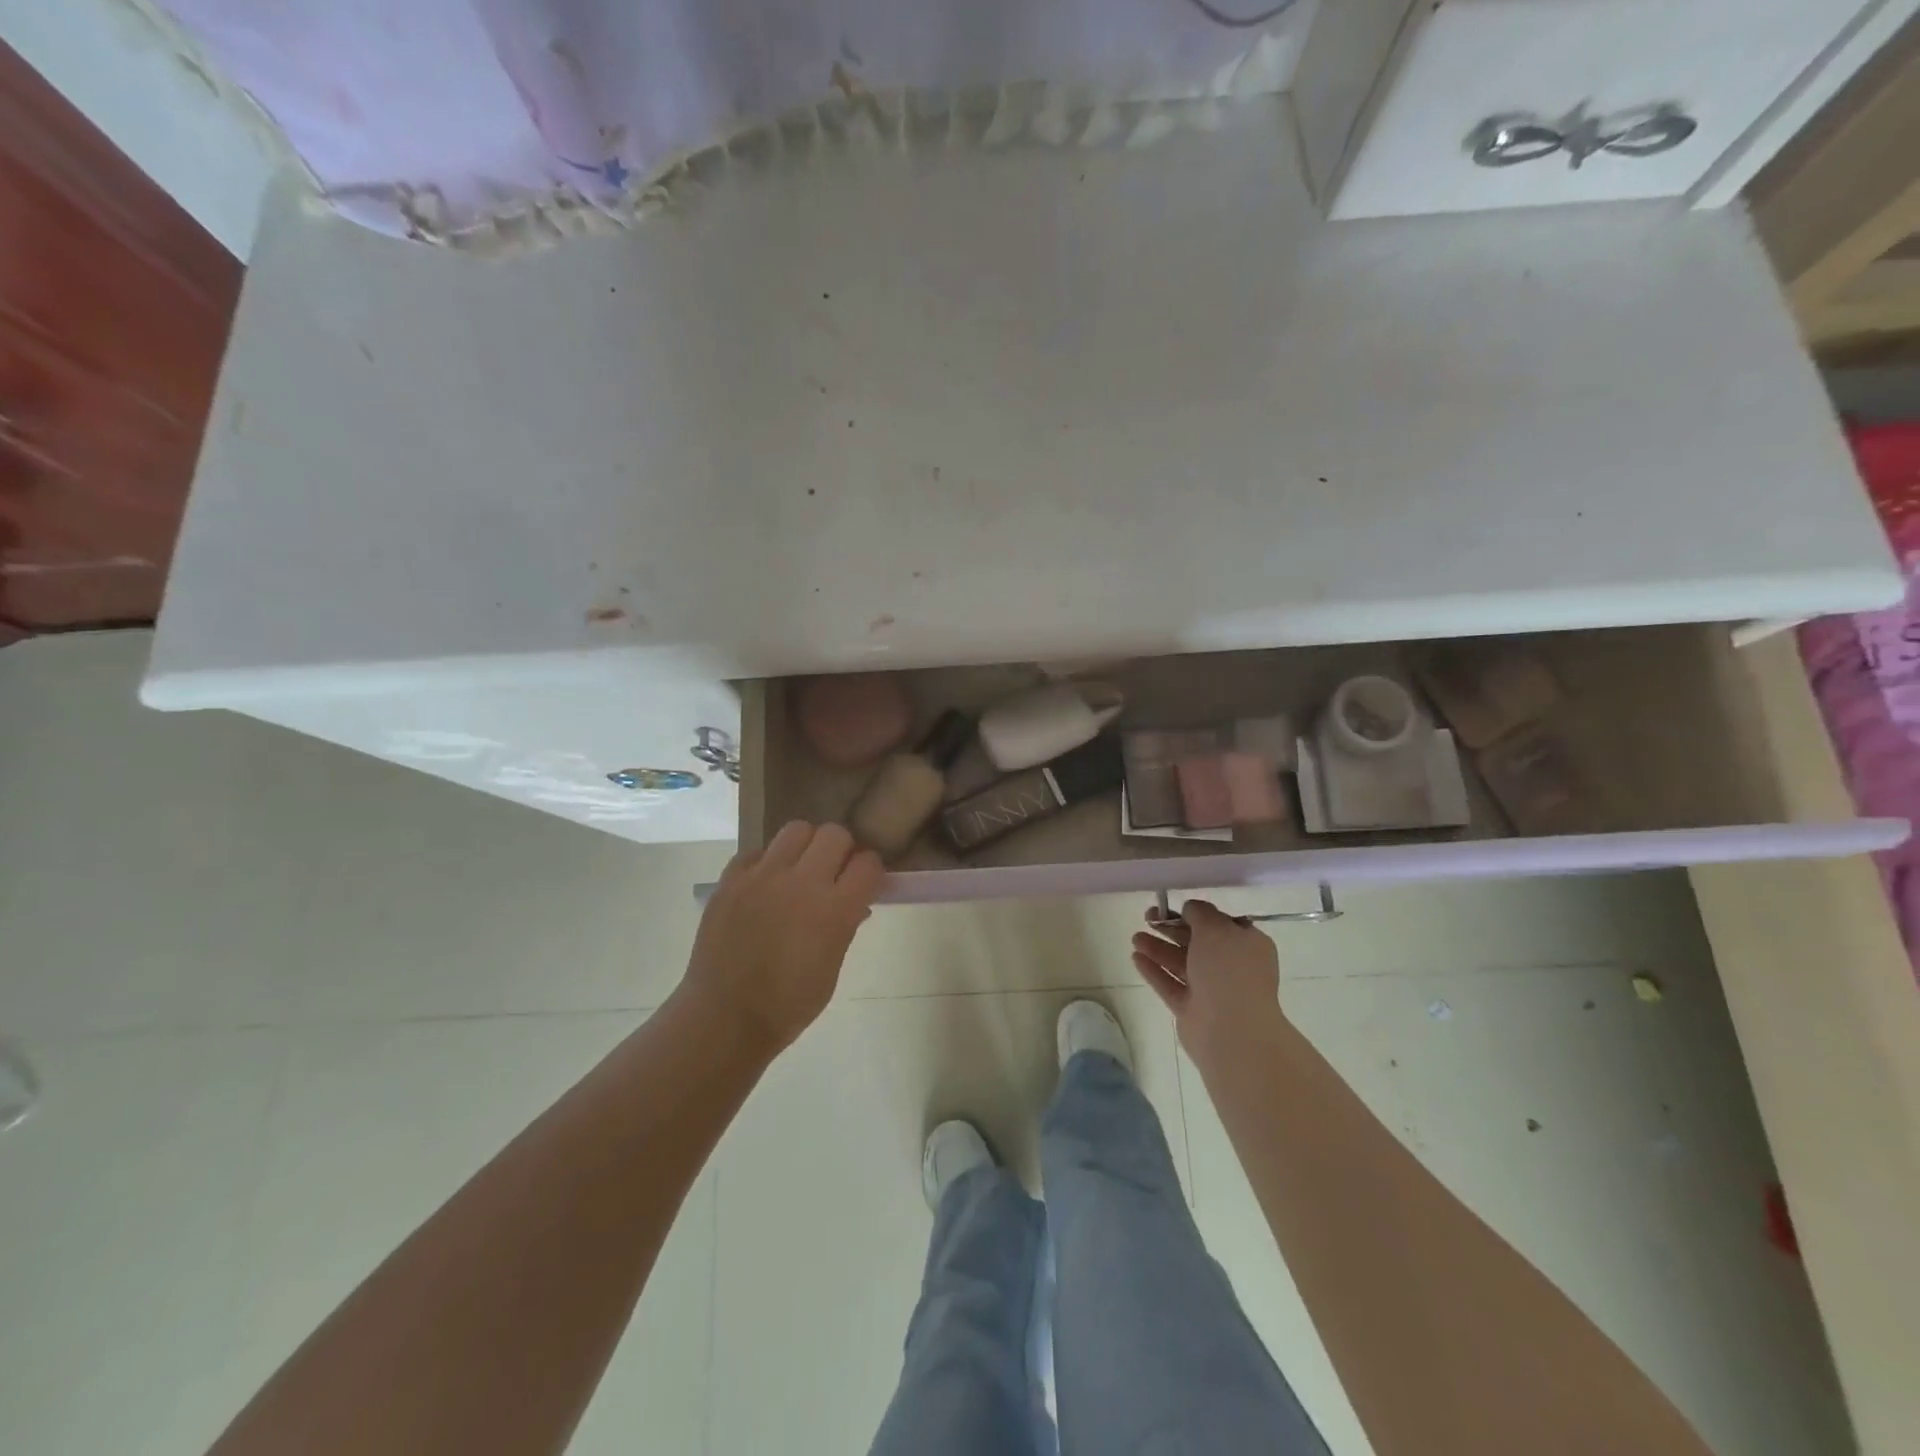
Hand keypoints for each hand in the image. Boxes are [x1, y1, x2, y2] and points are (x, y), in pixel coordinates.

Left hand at [680, 821, 883, 1054]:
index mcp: (834, 910)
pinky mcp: (731, 879)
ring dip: (806, 846)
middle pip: (835, 834)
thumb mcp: (831, 969)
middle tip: (833, 872)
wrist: (724, 1018)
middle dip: (842, 850)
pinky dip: (766, 862)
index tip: (864, 882)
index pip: (868, 863)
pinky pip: (756, 852)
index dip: (870, 871)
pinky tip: (765, 886)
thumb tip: (856, 902)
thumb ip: (846, 926)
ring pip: (796, 829)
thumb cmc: (788, 1005)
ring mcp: (762, 877)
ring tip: (798, 870)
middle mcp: (801, 883)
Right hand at [1131, 899, 1285, 1065]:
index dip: (1199, 914)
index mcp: (1247, 945)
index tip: (1176, 906)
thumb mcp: (1215, 928)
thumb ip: (1200, 913)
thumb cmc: (1228, 971)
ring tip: (1135, 937)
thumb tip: (1191, 908)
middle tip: (1148, 916)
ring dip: (1158, 948)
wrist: (1232, 1030)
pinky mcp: (1192, 1009)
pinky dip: (1154, 970)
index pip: (1222, 924)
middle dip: (1172, 929)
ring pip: (1181, 963)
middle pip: (1197, 942)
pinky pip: (1170, 984)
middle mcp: (1231, 967)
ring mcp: (1211, 990)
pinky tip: (1135, 957)